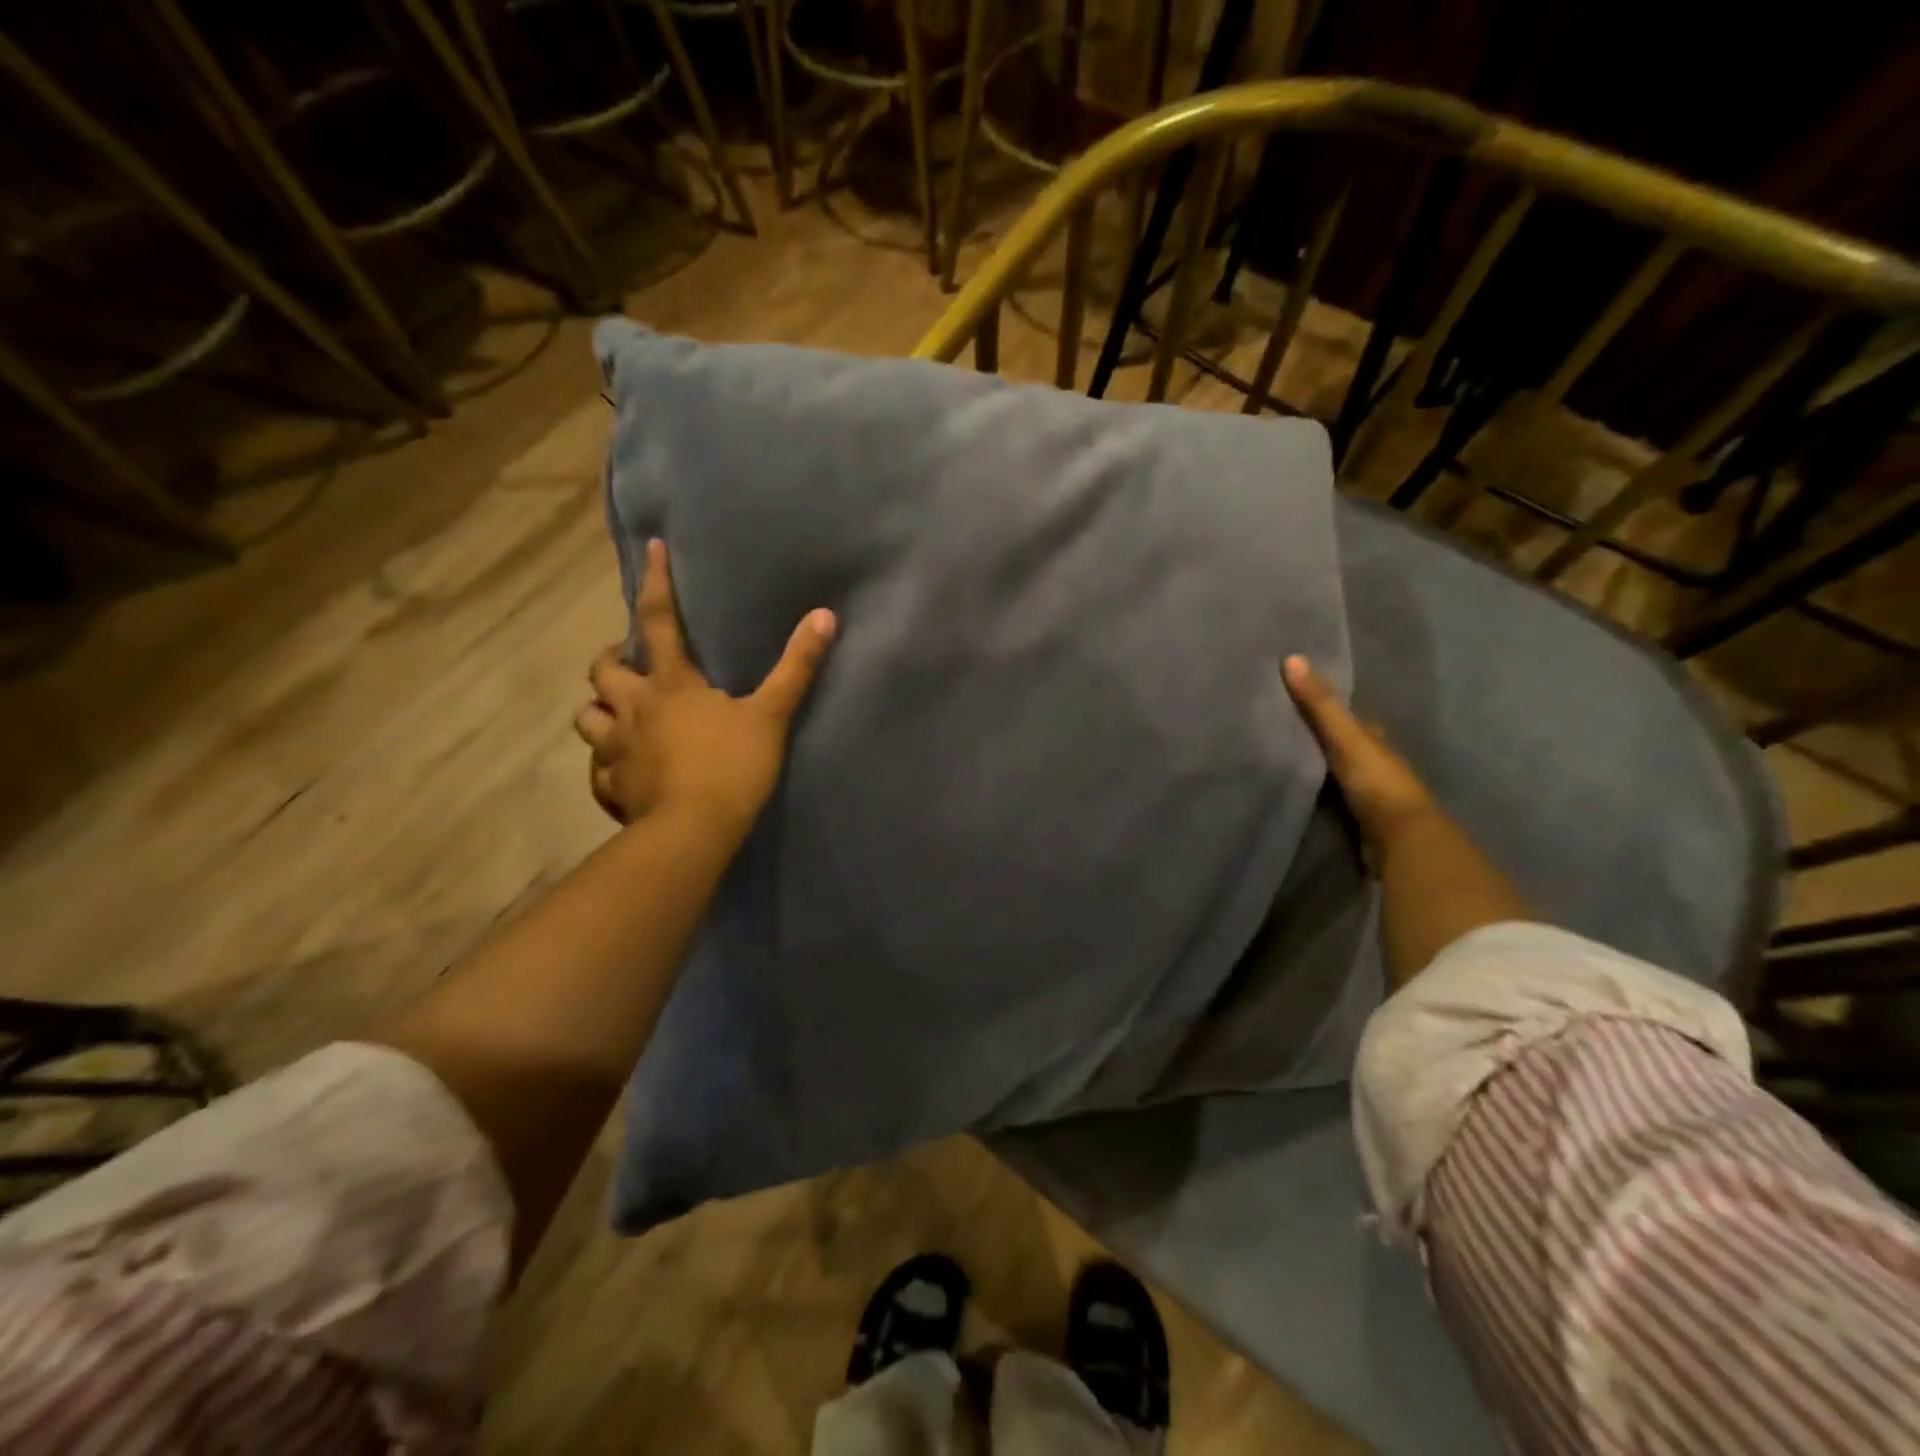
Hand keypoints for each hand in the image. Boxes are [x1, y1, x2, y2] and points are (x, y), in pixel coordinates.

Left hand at [575, 539, 835, 833]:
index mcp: (670, 685)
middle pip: (602, 670)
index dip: (655, 583)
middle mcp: (633, 709)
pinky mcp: (612, 787)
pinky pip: (597, 770)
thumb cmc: (732, 766)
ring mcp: (616, 750)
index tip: (651, 550)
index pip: (657, 622)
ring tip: (621, 715)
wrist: (694, 831)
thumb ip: (796, 667)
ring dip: (601, 710)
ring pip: (588, 718)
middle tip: (630, 663)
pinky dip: (606, 764)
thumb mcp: (771, 714)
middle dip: (611, 659)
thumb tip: (824, 616)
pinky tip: (622, 771)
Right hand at [1282, 655, 1435, 863]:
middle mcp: (1376, 763)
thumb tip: (1292, 657)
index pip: (1353, 718)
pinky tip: (1298, 792)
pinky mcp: (1359, 820)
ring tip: (1282, 758)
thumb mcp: (1345, 738)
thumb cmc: (1378, 782)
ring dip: (1319, 767)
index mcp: (1376, 740)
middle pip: (1346, 745)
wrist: (1400, 840)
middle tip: (1283, 727)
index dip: (1330, 707)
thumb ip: (1319, 704)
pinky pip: (1333, 799)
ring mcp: (1369, 794)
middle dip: (1323, 737)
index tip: (1300, 696)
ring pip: (1339, 772)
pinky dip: (1318, 793)